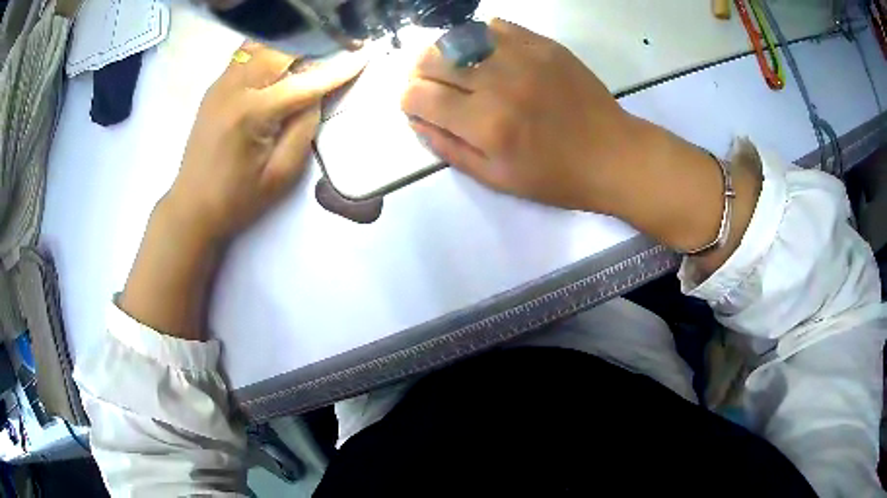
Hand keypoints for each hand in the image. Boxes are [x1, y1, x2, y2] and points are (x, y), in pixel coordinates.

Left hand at [168, 42, 364, 241]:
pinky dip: (270, 49)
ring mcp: (221, 83)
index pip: (304, 82)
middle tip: (343, 44)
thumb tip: (317, 94)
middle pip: (281, 48)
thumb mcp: (281, 173)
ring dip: (291, 43)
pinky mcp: (215, 86)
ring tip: (315, 48)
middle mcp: (234, 88)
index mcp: (251, 113)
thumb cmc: (238, 199)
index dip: (338, 69)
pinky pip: (247, 54)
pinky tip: (284, 59)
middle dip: (315, 43)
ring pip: (262, 44)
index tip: (364, 55)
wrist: (192, 207)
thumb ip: (304, 128)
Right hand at [402, 19, 637, 212]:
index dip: (408, 100)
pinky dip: (480, 37)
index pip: (419, 97)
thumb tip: (417, 120)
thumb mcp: (497, 179)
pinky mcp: (544, 45)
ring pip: (459, 37)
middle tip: (429, 84)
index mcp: (485, 125)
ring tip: (455, 67)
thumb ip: (450, 149)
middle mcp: (499, 83)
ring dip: (446, 52)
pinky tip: (486, 53)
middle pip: (433, 60)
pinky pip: (495, 26)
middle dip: (419, 73)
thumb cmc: (556, 177)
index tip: (414, 105)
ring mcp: (523, 57)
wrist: (614, 155)